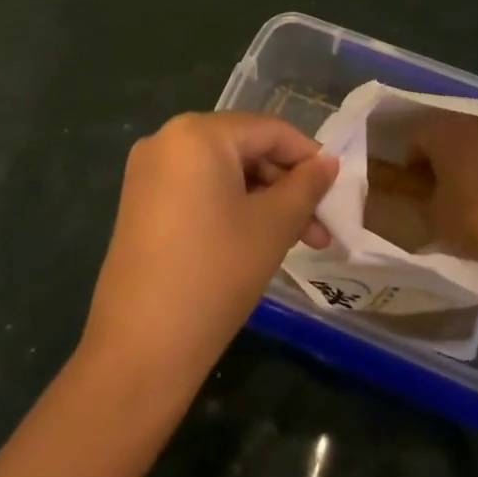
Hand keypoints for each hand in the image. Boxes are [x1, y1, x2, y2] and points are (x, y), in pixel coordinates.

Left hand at [79, 112, 336, 399]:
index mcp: (197, 133)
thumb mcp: (273, 226)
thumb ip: (306, 186)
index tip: (337, 189)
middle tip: (321, 226)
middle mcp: (166, 139)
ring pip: (222, 172)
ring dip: (263, 199)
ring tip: (298, 240)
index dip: (308, 156)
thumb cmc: (216, 273)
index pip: (269, 130)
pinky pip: (197, 189)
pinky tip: (256, 239)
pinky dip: (231, 206)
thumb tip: (328, 162)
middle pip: (244, 148)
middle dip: (286, 184)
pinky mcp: (140, 202)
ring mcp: (148, 171)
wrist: (141, 346)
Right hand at [409, 112, 477, 264]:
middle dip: (450, 158)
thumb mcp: (436, 219)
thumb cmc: (477, 221)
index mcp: (443, 132)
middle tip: (452, 189)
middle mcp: (476, 121)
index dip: (416, 165)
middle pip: (455, 136)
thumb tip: (430, 198)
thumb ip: (426, 201)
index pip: (418, 141)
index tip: (421, 189)